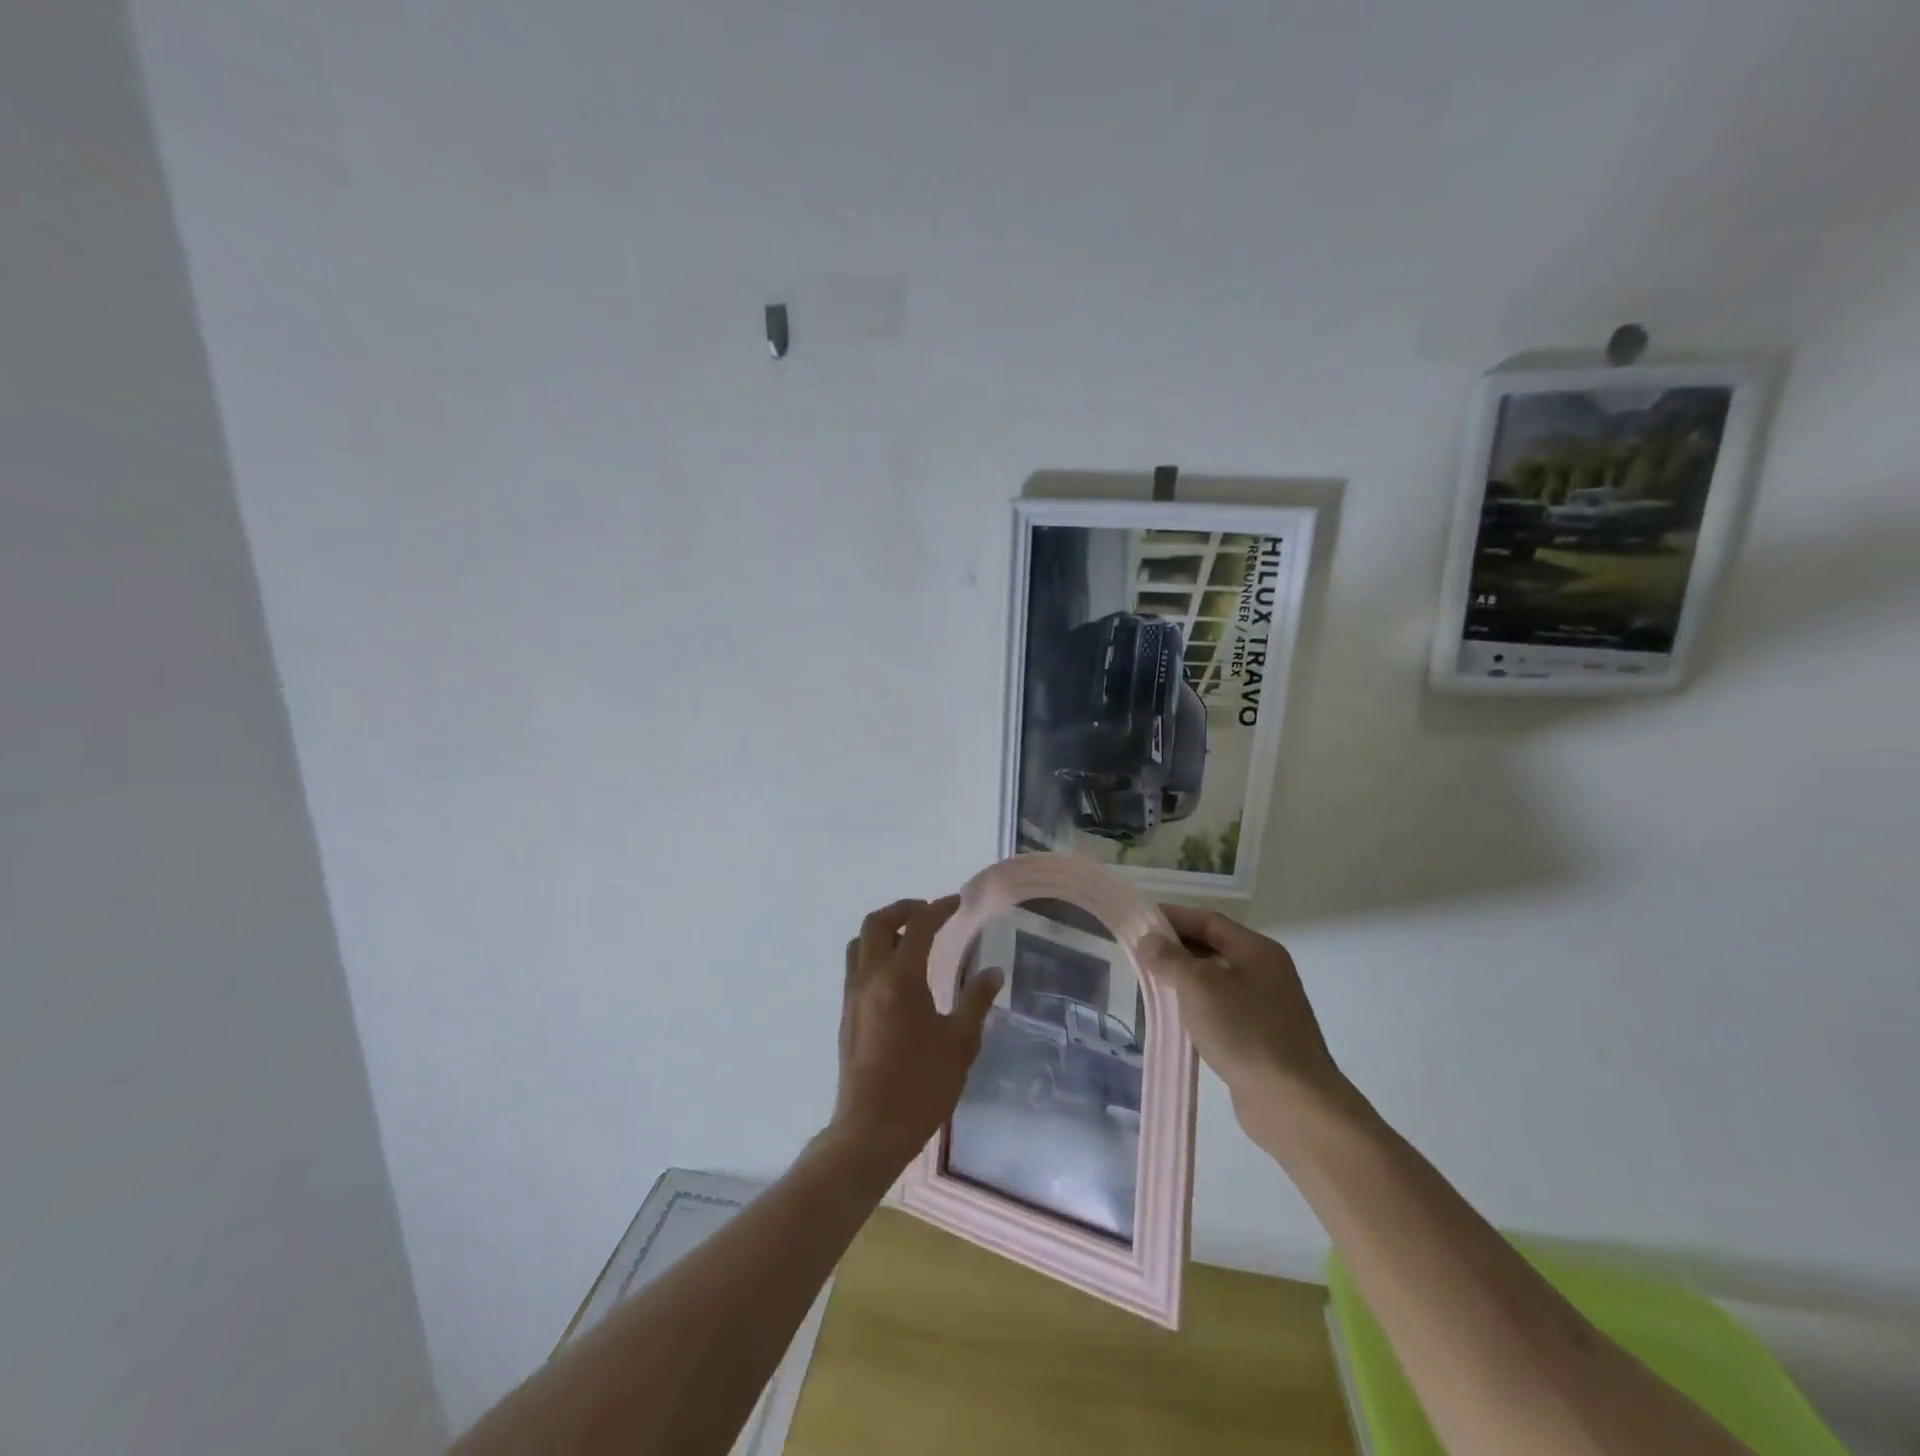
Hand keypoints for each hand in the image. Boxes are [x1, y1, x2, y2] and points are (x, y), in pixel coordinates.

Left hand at [829, 897, 1003, 1166]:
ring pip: (860, 942)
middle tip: (929, 913)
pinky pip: (856, 965)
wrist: (871, 1130)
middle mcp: (870, 978)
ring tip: (911, 938)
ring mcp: (853, 995)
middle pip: (877, 923)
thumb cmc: (921, 1087)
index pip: (918, 927)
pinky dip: (874, 952)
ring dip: (884, 929)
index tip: (957, 902)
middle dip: (903, 909)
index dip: (939, 909)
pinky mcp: (846, 1013)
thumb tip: (992, 972)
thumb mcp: (960, 1044)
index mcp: (900, 979)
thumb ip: (975, 1002)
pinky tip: (897, 973)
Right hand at [1139, 905, 1353, 1149]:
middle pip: (1214, 947)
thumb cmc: (1245, 1032)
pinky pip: (1223, 1008)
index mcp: (1257, 949)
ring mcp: (1266, 1005)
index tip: (1139, 920)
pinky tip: (1177, 1017)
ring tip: (1151, 983)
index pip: (1208, 920)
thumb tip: (1148, 940)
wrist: (1293, 1102)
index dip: (1172, 917)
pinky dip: (1198, 1005)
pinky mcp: (1262, 1036)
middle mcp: (1265, 970)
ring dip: (1185, 978)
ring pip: (1217, 979)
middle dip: (1176, 947)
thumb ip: (1169, 958)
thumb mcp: (1199, 986)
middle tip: (1139, 952)